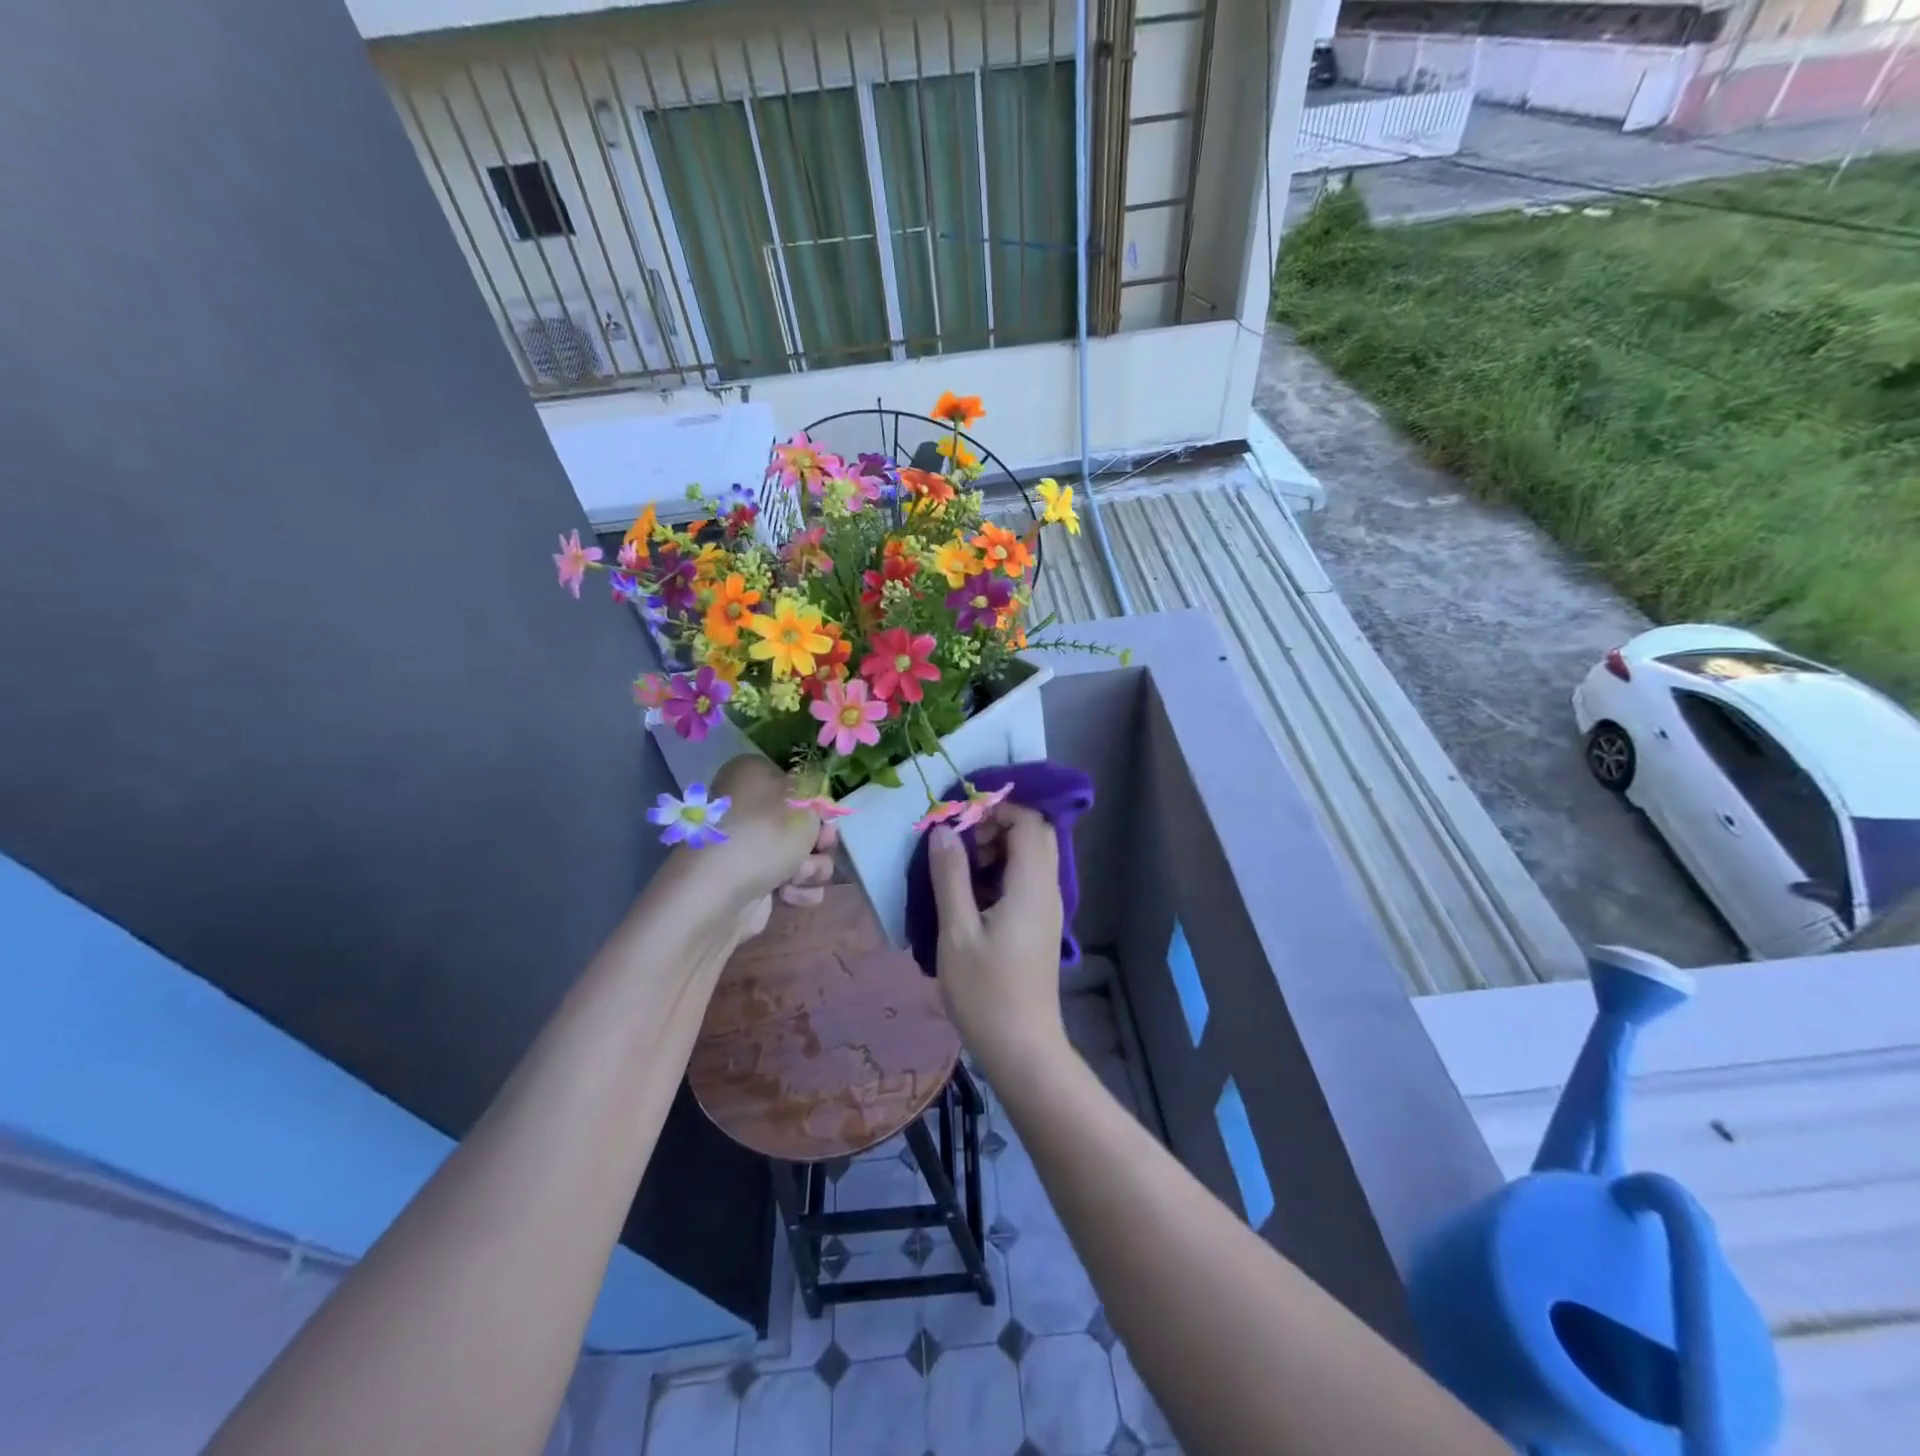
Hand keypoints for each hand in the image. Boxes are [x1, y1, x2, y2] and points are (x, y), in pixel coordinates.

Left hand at [668, 756, 835, 943]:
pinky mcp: (754, 883)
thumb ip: (819, 789)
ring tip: (796, 876)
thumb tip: (814, 797)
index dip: (818, 803)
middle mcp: (749, 808)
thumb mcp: (804, 797)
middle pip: (805, 822)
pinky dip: (798, 890)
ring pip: (804, 855)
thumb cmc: (764, 833)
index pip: (798, 783)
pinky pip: (794, 882)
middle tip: (820, 847)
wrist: (719, 895)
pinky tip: (787, 895)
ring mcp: (751, 849)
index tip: (827, 817)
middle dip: (819, 840)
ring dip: (812, 868)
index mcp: (753, 775)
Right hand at [927, 803, 1065, 1069]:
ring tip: (958, 870)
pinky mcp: (1040, 925)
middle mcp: (1047, 889)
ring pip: (1030, 857)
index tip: (957, 821)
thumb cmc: (986, 992)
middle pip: (1034, 834)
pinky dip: (1000, 873)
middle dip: (996, 826)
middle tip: (958, 844)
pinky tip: (969, 897)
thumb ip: (950, 876)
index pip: (1028, 820)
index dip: (995, 809)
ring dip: (996, 850)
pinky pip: (1025, 880)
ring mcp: (1047, 909)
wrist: (1022, 1048)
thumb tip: (942, 830)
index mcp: (1031, 885)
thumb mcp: (957, 931)